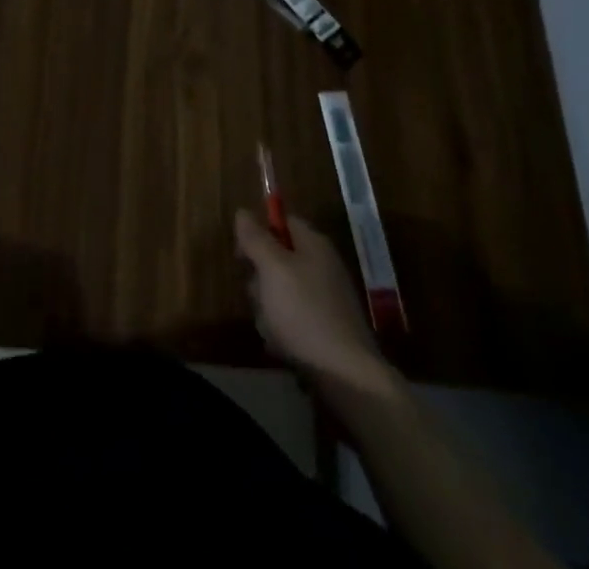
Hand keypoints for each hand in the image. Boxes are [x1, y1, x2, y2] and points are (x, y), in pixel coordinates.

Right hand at [235, 209, 391, 395]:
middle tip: (258, 296)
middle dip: (260, 278)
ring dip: (268, 308)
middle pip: (278, 259)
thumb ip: (256, 238)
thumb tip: (243, 211)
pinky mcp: (325, 330)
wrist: (346, 377)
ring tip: (271, 327)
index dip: (259, 232)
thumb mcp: (273, 269)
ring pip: (281, 292)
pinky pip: (293, 319)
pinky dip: (282, 330)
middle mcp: (322, 267)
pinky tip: (281, 345)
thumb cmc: (305, 312)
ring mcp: (326, 299)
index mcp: (314, 245)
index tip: (242, 255)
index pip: (283, 222)